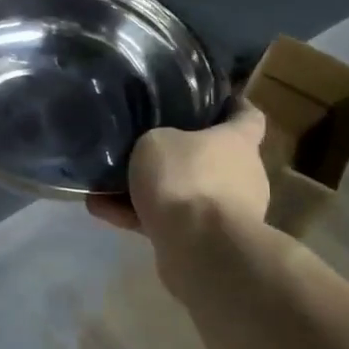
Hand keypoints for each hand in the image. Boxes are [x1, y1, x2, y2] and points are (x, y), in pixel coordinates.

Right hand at [87, 108, 271, 239]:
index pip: (248, 116)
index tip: (213, 99)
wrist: (200, 248)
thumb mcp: (155, 142)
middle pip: (212, 157)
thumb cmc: (185, 179)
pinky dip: (138, 216)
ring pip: (184, 193)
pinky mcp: (206, 241)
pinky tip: (101, 210)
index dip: (232, 105)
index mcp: (238, 142)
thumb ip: (155, 140)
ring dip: (151, 190)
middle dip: (180, 155)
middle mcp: (241, 175)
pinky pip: (168, 221)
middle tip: (142, 146)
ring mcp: (227, 212)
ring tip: (106, 185)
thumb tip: (155, 146)